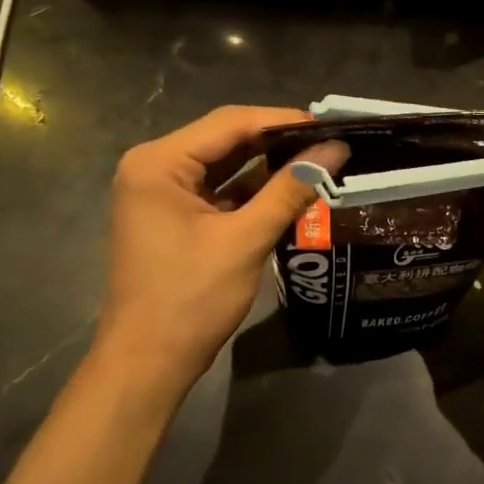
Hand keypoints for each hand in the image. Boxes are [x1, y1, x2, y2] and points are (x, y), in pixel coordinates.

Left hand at [97, 107, 346, 391]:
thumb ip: (290, 190)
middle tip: (330, 144)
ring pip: (225, 166)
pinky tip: (291, 191)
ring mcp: (162, 193)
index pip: (229, 123)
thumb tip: (336, 150)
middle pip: (226, 140)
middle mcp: (154, 167)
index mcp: (158, 162)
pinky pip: (219, 191)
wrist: (148, 363)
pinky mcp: (173, 216)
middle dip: (277, 143)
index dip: (282, 121)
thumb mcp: (245, 239)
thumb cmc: (190, 299)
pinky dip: (252, 191)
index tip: (330, 126)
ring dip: (268, 167)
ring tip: (319, 162)